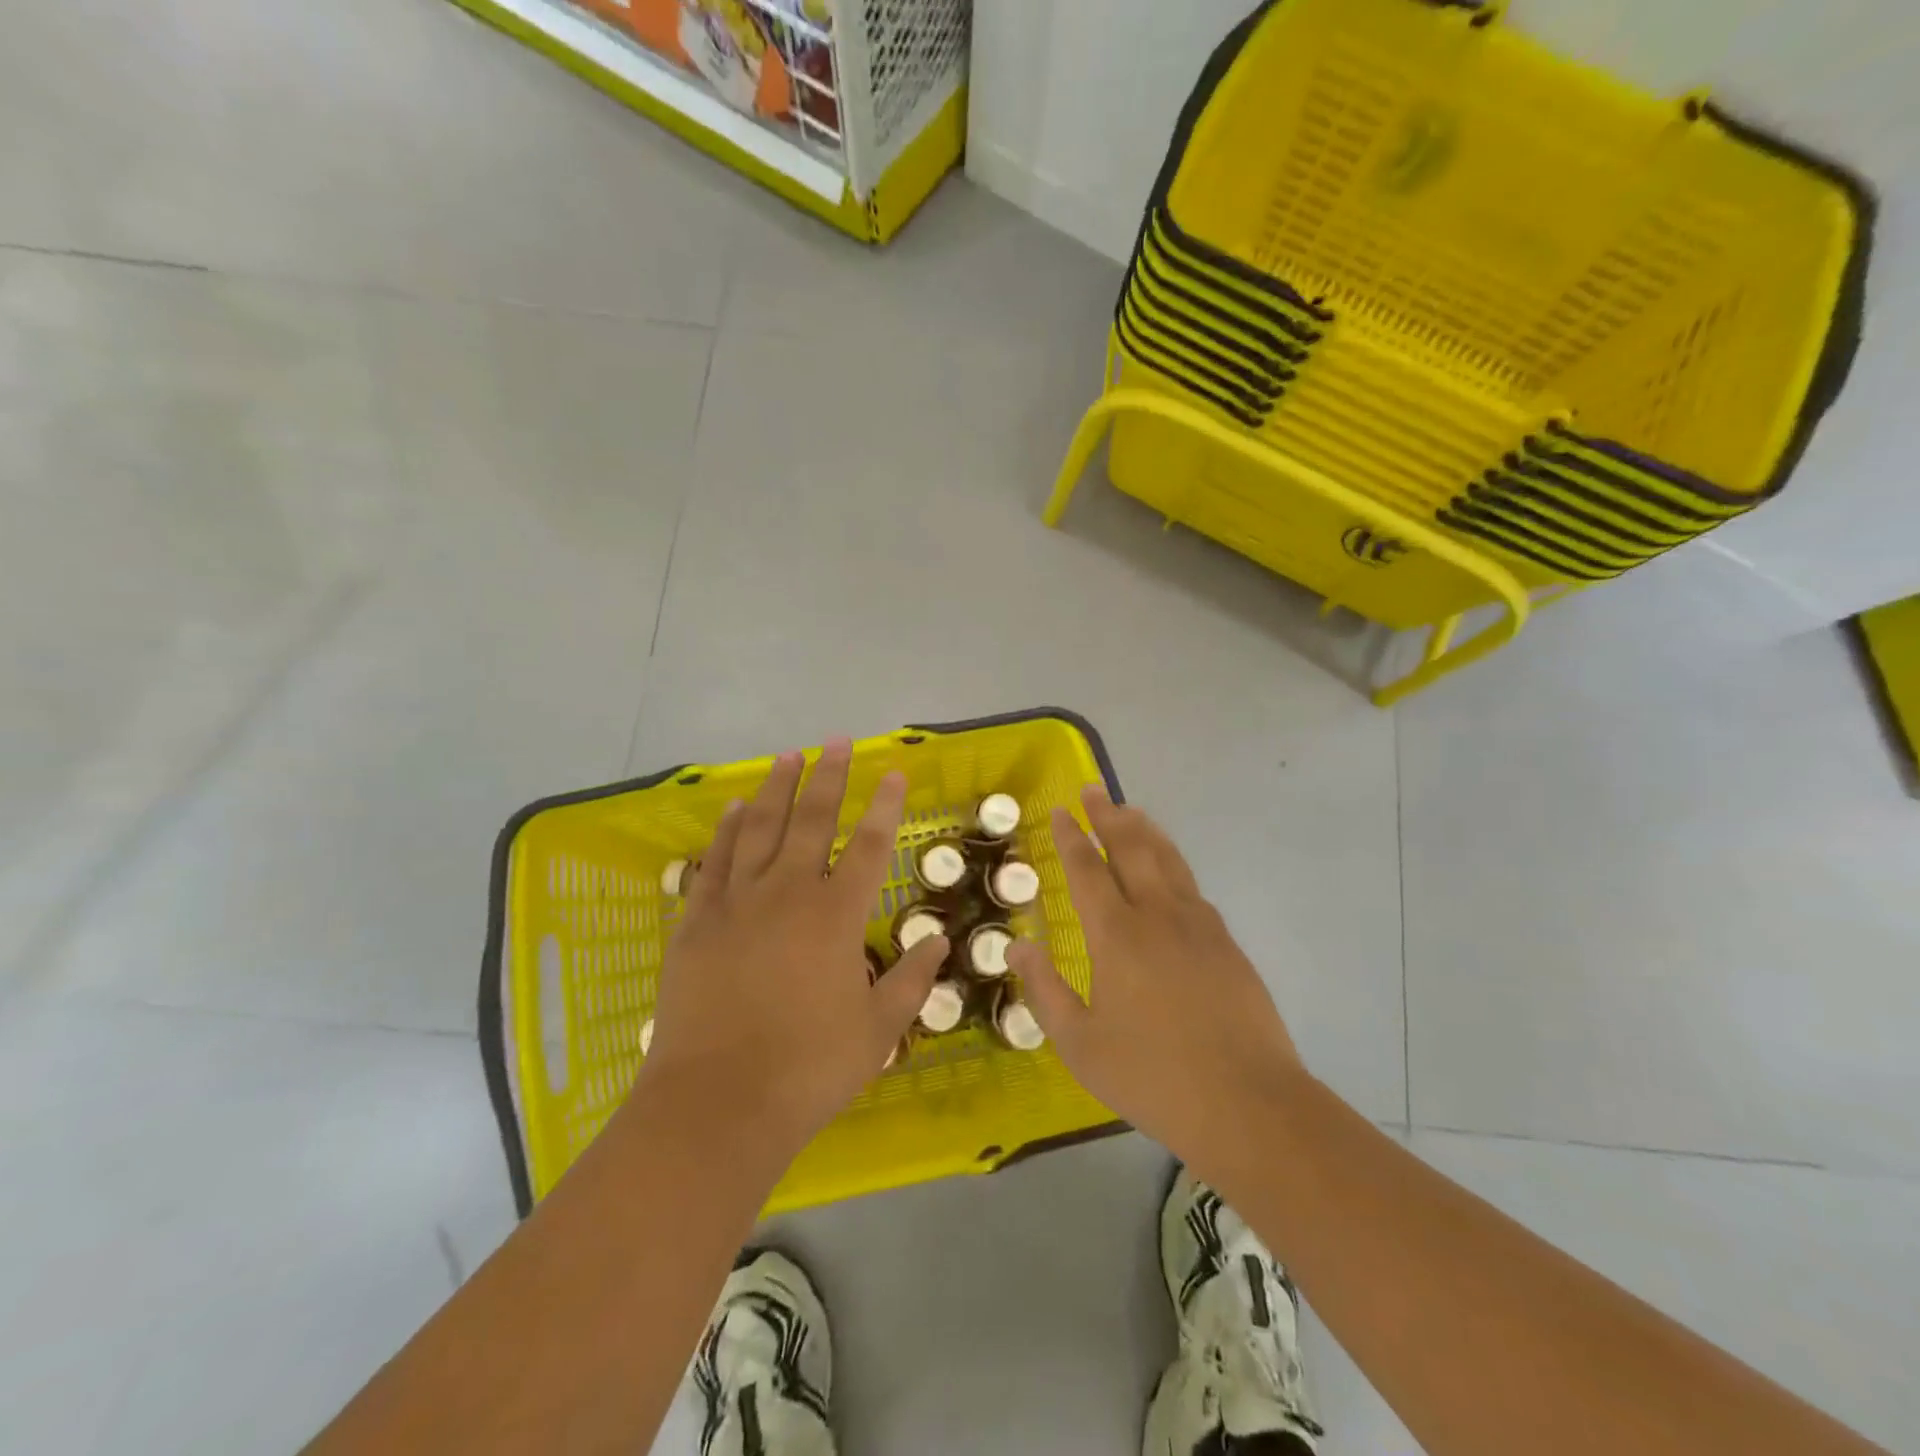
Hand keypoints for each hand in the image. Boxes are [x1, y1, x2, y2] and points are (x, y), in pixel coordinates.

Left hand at [635, 740, 947, 1175]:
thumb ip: (911, 981)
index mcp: (836, 917)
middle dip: (829, 777)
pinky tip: (735, 809)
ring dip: (777, 789)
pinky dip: (727, 831)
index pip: (869, 846)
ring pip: (760, 829)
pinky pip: (715, 862)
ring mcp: (737, 904)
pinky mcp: (698, 922)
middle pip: (812, 821)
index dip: (884, 806)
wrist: (717, 1104)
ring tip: (788, 756)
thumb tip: (938, 941)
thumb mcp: (877, 1031)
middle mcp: (788, 894)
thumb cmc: (807, 1069)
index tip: (892, 772)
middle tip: (836, 741)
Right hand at [1008, 786, 1304, 1177]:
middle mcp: (1157, 916)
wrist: (1248, 1103)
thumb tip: (1019, 948)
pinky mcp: (1226, 944)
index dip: (1072, 838)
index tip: (1062, 811)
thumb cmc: (1152, 1076)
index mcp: (1116, 936)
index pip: (1087, 870)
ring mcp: (1198, 926)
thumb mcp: (1080, 1044)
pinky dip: (1173, 865)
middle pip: (1131, 849)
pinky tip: (1170, 872)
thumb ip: (1045, 991)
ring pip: (1168, 861)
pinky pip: (1192, 888)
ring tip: (1131, 811)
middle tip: (1094, 791)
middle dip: (1109, 816)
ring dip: (1145, 832)